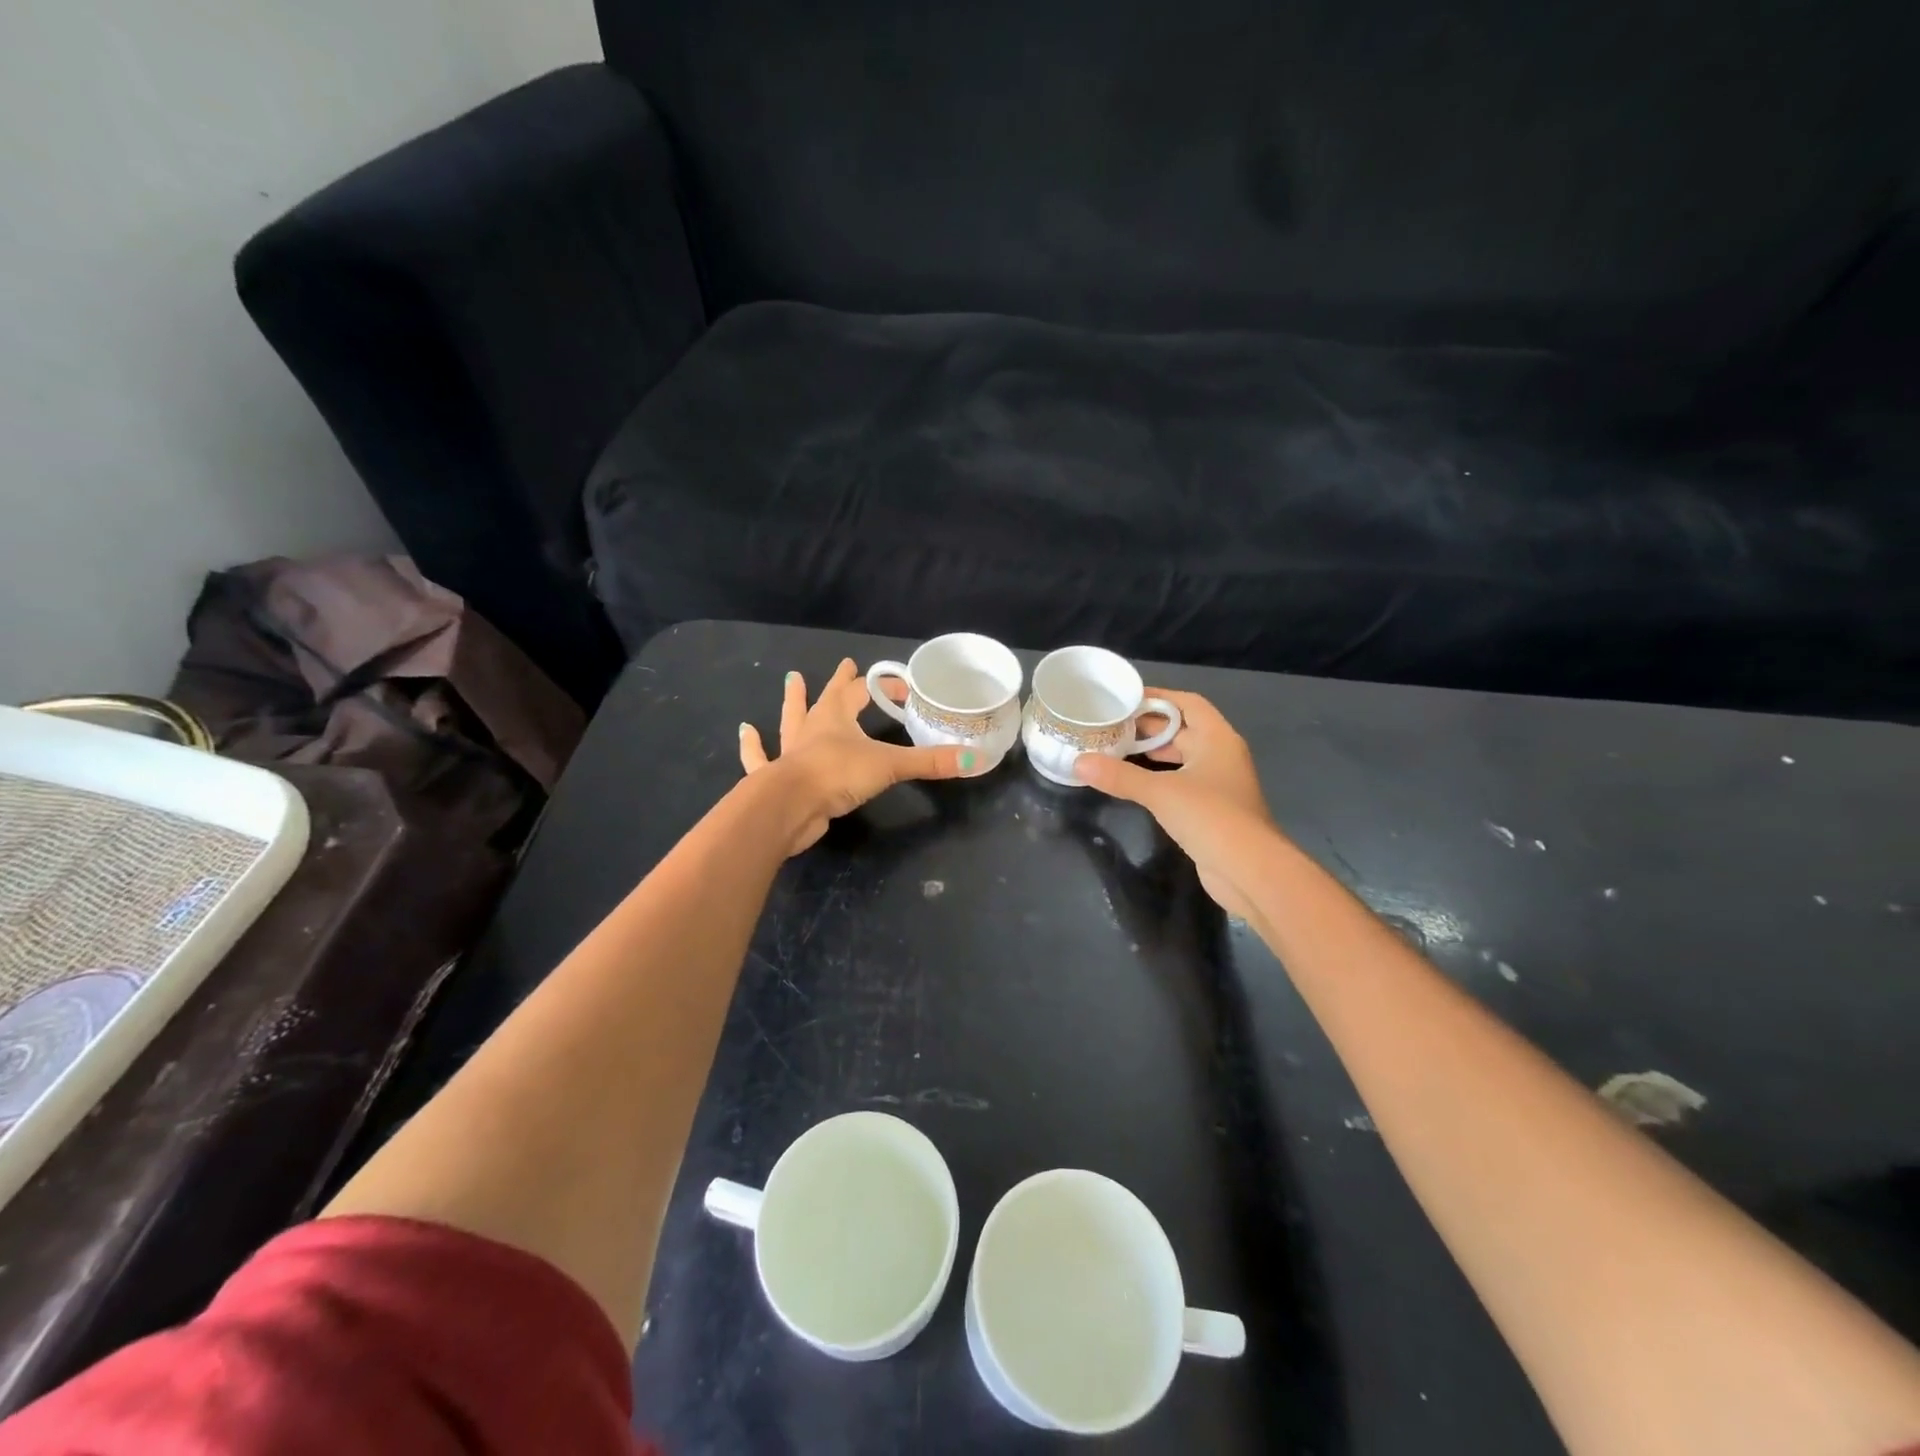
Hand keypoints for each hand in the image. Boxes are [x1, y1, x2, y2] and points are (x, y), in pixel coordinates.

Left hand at [740, 659, 978, 854]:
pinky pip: (760, 757)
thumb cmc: (838, 776)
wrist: (789, 806)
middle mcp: (811, 729)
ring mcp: (789, 752)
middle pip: (825, 699)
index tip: (902, 687)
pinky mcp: (774, 777)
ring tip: (790, 680)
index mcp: (837, 718)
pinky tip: (745, 731)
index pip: (862, 693)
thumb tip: (976, 760)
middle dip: (837, 683)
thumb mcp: (890, 766)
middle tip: (842, 665)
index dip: (882, 687)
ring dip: (792, 702)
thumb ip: (930, 763)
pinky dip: (753, 746)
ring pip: (790, 720)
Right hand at [1075, 691, 1274, 919]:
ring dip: (1152, 754)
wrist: (1250, 871)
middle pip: (1182, 730)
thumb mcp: (1161, 792)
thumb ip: (1119, 776)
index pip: (1187, 703)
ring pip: (1181, 758)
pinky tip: (1134, 784)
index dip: (1158, 697)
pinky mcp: (1212, 810)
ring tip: (1115, 750)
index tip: (1124, 698)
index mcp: (1217, 739)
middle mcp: (1221, 755)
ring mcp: (1218, 784)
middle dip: (1148, 727)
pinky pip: (1181, 783)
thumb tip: (1078, 762)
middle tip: (1110, 726)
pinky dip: (1158, 778)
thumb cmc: (1211, 817)